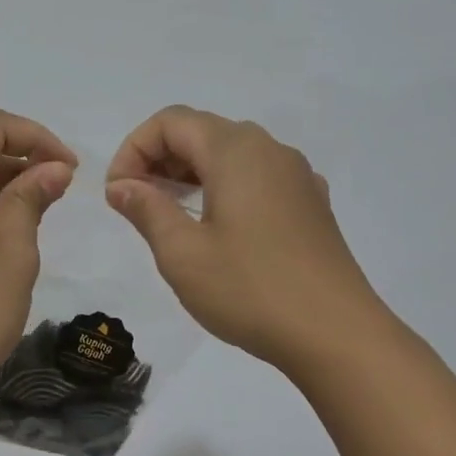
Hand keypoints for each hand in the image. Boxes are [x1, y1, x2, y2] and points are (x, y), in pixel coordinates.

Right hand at [105, 106, 379, 374]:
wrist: (337, 334)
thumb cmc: (250, 290)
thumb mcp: (182, 253)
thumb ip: (147, 209)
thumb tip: (122, 185)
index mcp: (235, 151)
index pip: (171, 121)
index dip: (134, 149)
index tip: (118, 194)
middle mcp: (269, 150)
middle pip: (202, 131)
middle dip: (160, 159)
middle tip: (137, 204)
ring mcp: (297, 176)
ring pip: (232, 153)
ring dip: (191, 173)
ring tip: (170, 215)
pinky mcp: (311, 203)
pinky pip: (258, 177)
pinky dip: (225, 187)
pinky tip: (220, 228)